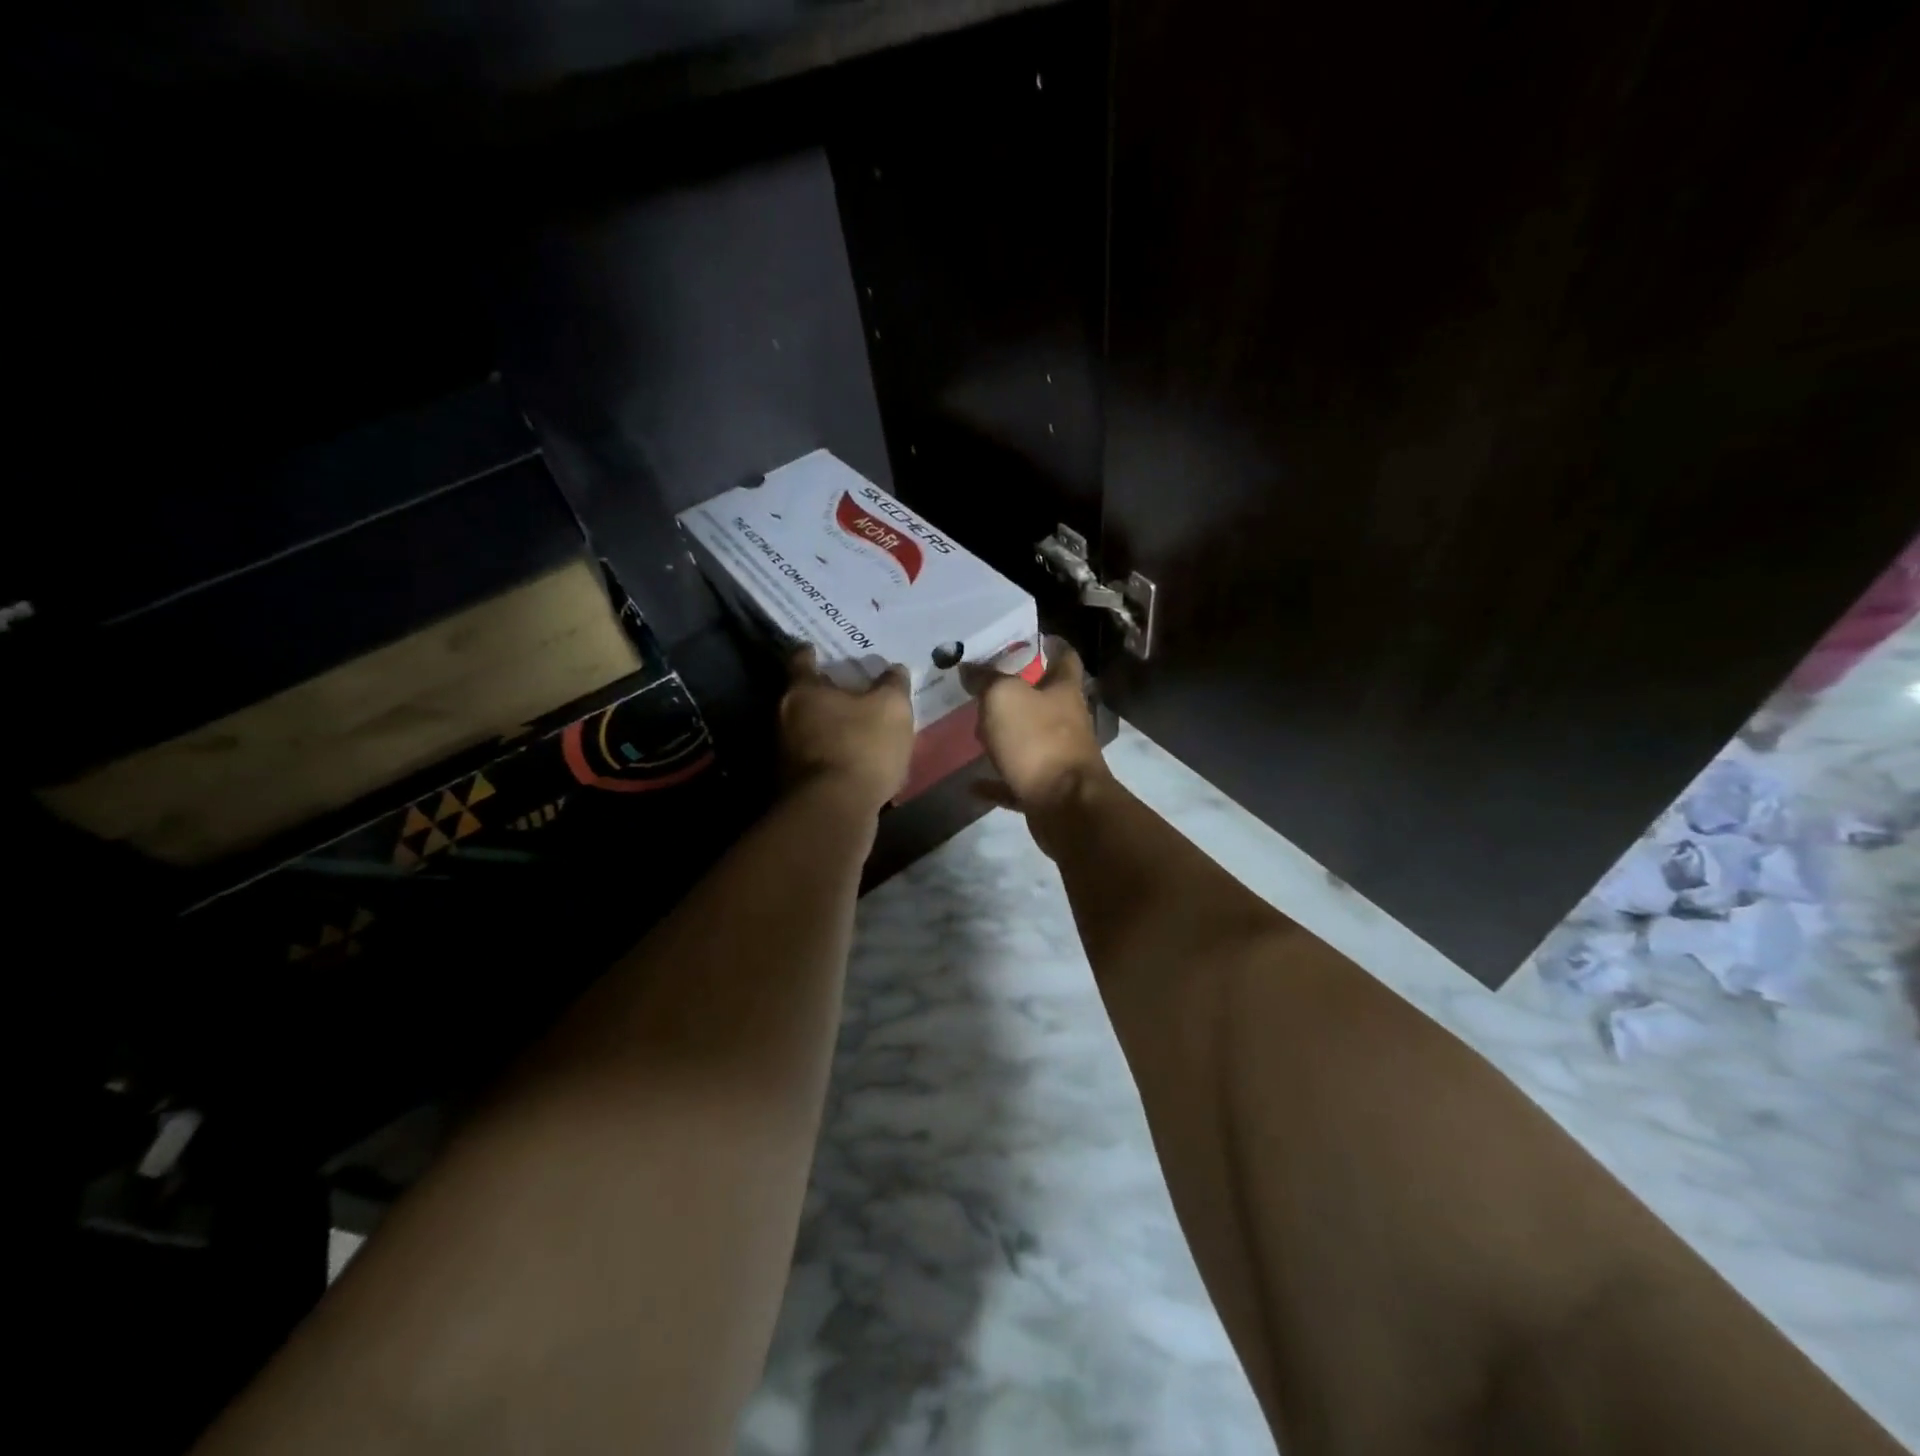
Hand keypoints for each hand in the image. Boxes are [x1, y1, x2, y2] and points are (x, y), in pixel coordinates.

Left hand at [779, 647, 914, 813]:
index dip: (811, 653)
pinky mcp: (793, 784)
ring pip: (807, 729)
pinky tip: (853, 759)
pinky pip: (814, 758)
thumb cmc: (861, 746)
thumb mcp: (891, 708)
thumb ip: (893, 685)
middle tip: (847, 688)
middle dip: (823, 692)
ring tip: (854, 726)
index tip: (818, 650)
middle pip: (802, 696)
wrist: (835, 811)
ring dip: (827, 726)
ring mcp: (784, 753)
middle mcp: (784, 717)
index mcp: (802, 691)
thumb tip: (895, 669)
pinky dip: (830, 754)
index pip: (801, 661)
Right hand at [963, 638, 1109, 817]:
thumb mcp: (1004, 697)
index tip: (1030, 638)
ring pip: (1029, 740)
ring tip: (974, 730)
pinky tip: (973, 783)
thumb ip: (986, 679)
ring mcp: (1058, 758)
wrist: (1065, 806)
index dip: (1051, 645)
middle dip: (1018, 693)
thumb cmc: (1038, 741)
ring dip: (1005, 737)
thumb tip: (969, 667)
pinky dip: (997, 781)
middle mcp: (1066, 721)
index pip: (1064, 658)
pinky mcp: (1047, 790)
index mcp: (1063, 691)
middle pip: (1044, 700)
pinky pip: (1016, 781)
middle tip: (983, 686)